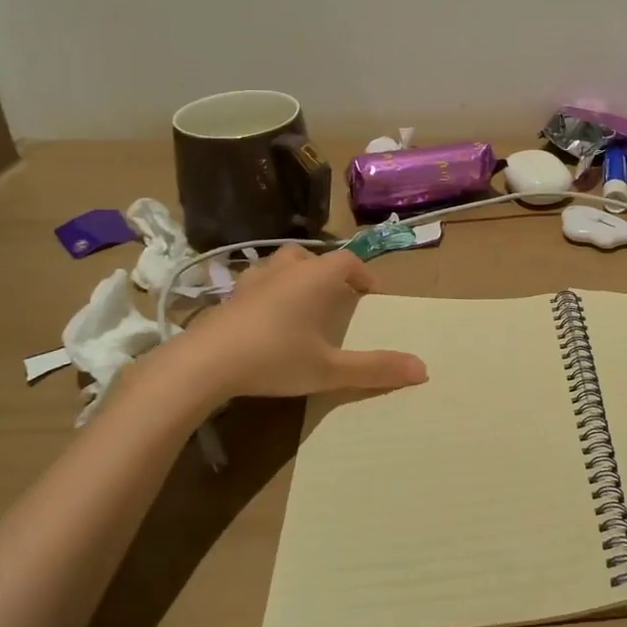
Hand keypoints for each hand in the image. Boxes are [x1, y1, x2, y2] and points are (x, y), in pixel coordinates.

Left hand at [147, 246, 426, 410]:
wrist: (204, 364)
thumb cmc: (274, 357)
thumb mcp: (329, 369)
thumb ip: (374, 369)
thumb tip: (423, 370)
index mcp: (315, 277)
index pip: (348, 261)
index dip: (363, 275)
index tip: (371, 295)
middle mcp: (286, 270)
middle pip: (312, 257)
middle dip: (328, 272)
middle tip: (335, 297)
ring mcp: (252, 280)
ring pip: (281, 266)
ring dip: (296, 278)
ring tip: (302, 305)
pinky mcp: (228, 297)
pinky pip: (257, 285)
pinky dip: (269, 294)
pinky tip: (266, 321)